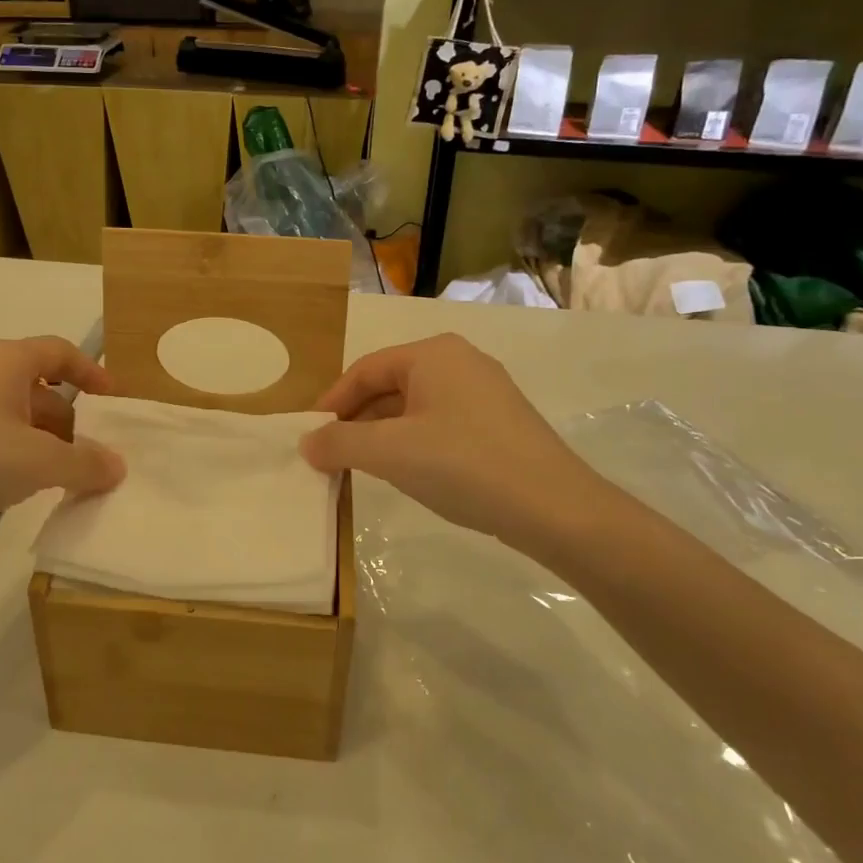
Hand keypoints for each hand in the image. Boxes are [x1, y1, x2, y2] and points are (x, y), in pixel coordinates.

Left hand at [0, 337, 125, 551]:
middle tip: (87, 453)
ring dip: (39, 439)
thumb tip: (117, 466)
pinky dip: (9, 450)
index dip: (92, 371)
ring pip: (10, 411)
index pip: (60, 352)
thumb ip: (85, 464)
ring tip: (56, 476)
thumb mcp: (41, 462)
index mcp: (7, 360)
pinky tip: (12, 484)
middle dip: (67, 419)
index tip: (112, 400)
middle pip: (37, 385)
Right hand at [299, 334, 601, 547]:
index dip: (331, 402)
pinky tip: (408, 473)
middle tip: (331, 455)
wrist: (554, 507)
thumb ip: (340, 442)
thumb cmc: (463, 464)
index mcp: (433, 354)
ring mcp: (485, 392)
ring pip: (414, 407)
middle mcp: (460, 362)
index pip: (365, 370)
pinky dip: (413, 443)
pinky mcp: (499, 423)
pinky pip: (440, 423)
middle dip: (356, 420)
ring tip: (362, 467)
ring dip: (382, 435)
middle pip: (390, 386)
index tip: (310, 437)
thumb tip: (307, 443)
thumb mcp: (390, 453)